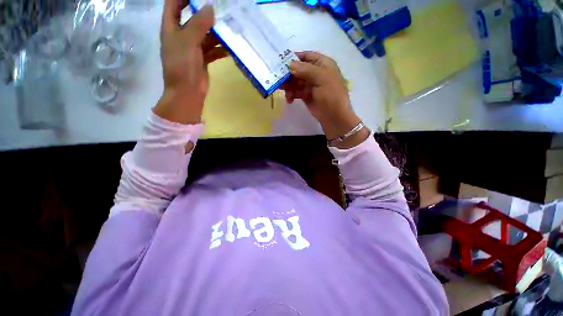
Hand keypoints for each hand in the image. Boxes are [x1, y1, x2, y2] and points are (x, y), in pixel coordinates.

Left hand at [153, 0, 227, 124]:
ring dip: (216, 33)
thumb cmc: (182, 66)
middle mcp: (181, 36)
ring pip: (205, 35)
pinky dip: (220, 49)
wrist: (188, 92)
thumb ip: (198, 24)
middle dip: (206, 13)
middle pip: (193, 19)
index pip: (174, 4)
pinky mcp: (202, 60)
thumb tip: (210, 8)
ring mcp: (193, 49)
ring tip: (230, 28)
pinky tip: (229, 48)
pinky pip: (212, 50)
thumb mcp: (187, 41)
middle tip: (222, 9)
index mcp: (171, 28)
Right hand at [283, 51, 368, 147]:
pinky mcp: (306, 95)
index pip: (306, 56)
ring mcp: (310, 85)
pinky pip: (296, 92)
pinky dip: (291, 94)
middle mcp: (315, 72)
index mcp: (322, 64)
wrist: (333, 115)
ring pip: (295, 81)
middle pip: (298, 69)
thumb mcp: (321, 78)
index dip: (294, 58)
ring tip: (283, 91)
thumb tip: (290, 65)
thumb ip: (305, 70)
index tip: (280, 62)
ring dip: (289, 85)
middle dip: (288, 74)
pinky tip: (289, 99)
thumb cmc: (331, 94)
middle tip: (278, 79)